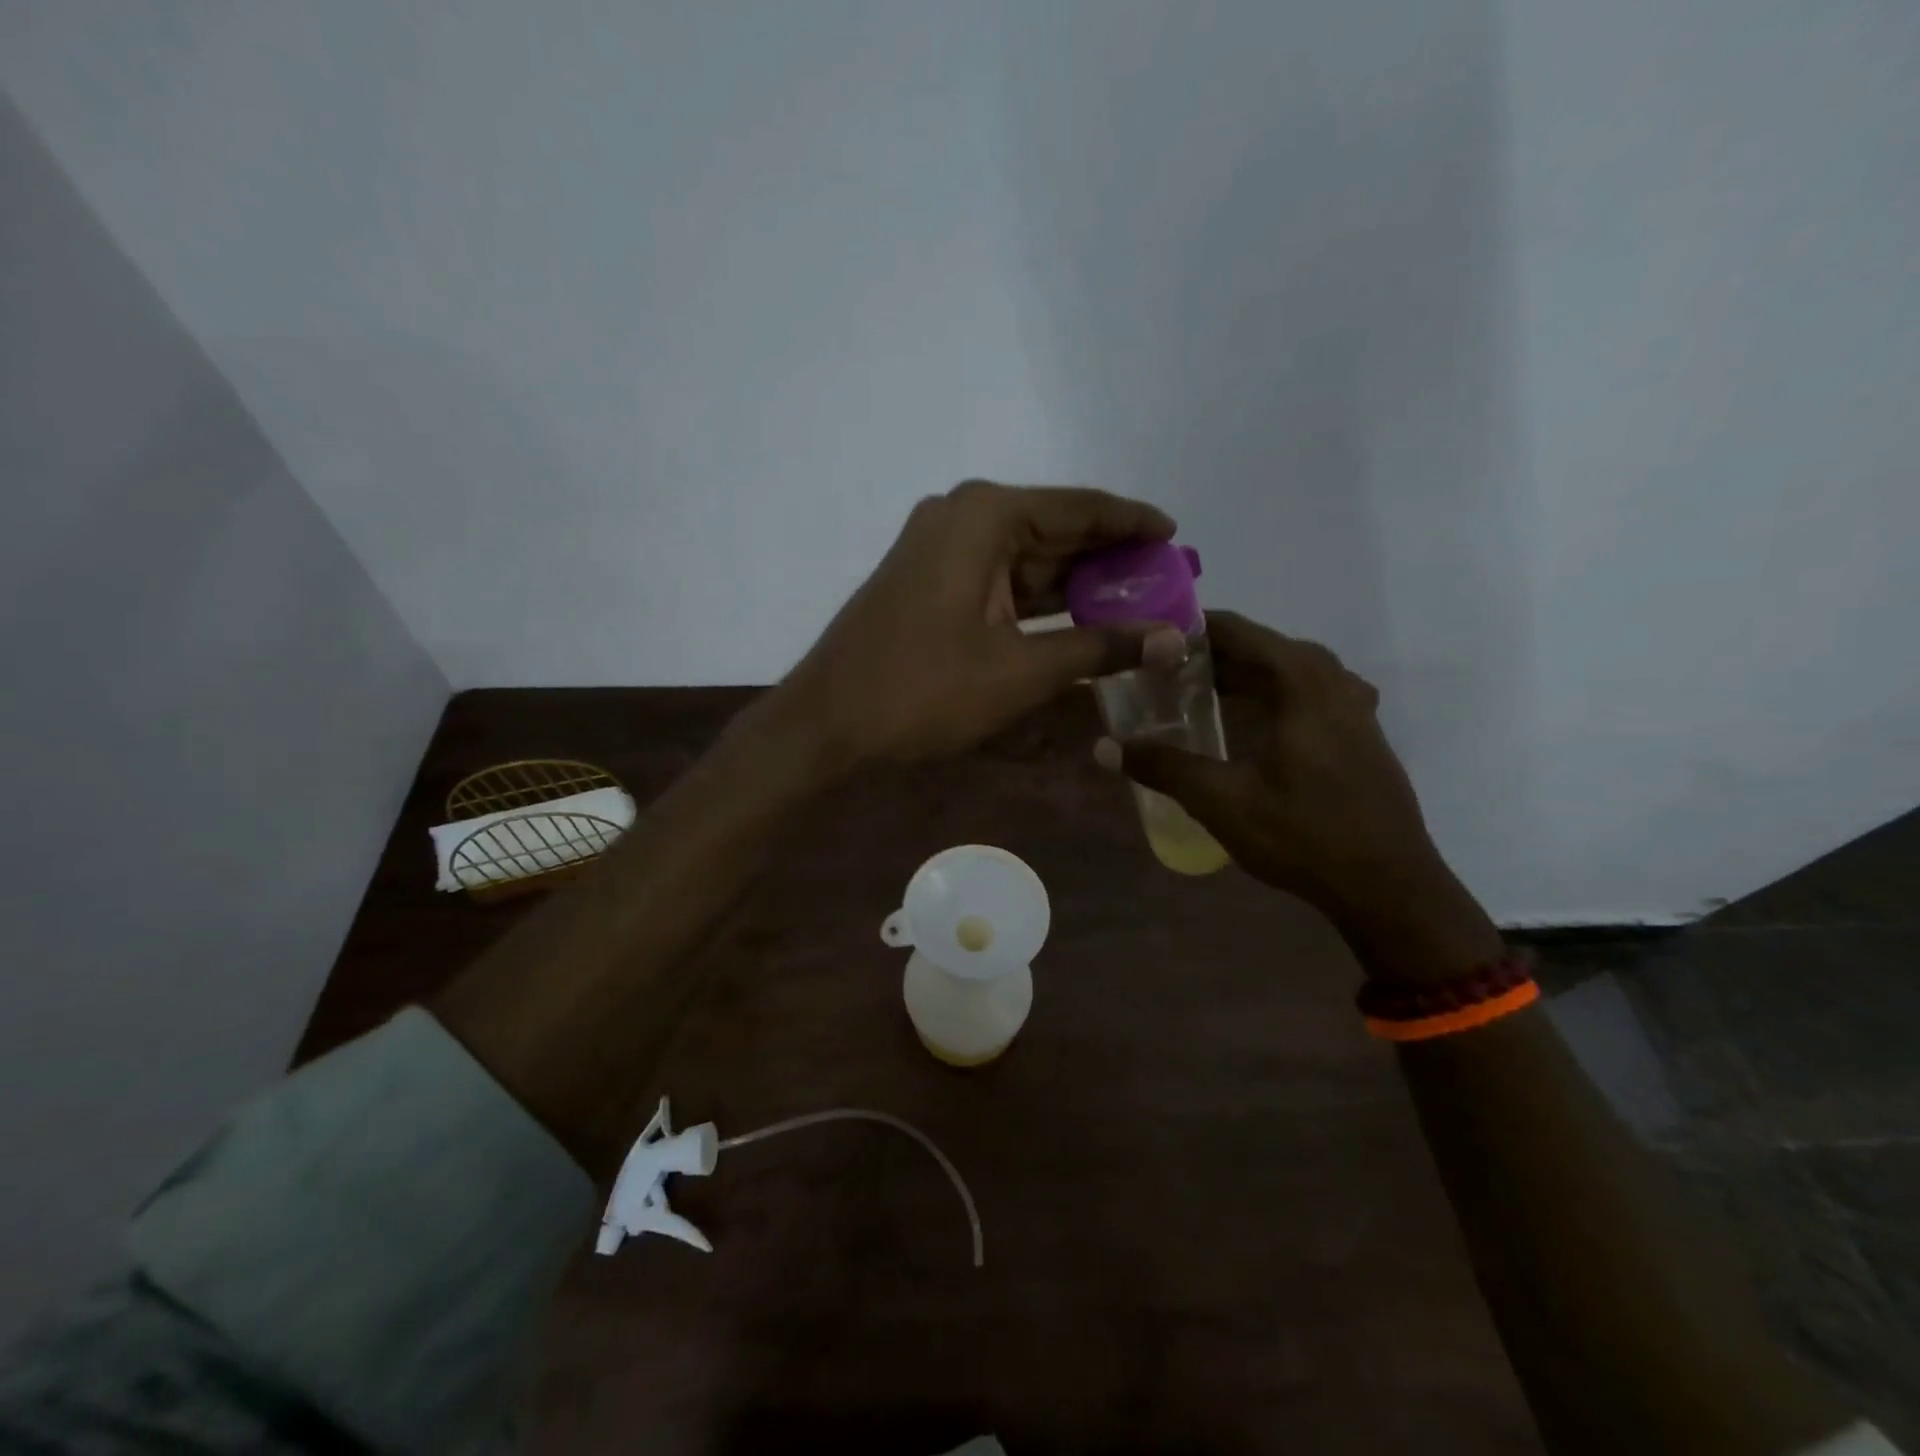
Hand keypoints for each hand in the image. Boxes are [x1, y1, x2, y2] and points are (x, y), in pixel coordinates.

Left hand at [780, 480, 1180, 764]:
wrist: (828, 722)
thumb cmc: (924, 690)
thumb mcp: (1022, 671)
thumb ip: (1101, 648)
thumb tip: (1174, 640)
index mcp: (986, 516)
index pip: (1080, 507)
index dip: (1133, 522)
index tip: (1177, 536)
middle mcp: (961, 517)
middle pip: (1054, 530)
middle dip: (1108, 560)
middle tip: (1165, 583)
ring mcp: (938, 550)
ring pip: (1025, 559)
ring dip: (1074, 584)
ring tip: (1135, 605)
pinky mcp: (928, 583)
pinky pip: (998, 581)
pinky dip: (1037, 602)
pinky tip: (1076, 622)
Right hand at [1101, 611, 1501, 981]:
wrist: (1390, 888)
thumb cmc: (1304, 836)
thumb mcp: (1222, 801)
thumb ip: (1164, 767)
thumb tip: (1106, 748)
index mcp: (1302, 682)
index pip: (1238, 631)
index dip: (1191, 630)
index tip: (1149, 641)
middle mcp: (1332, 680)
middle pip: (1262, 648)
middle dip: (1211, 655)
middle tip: (1161, 672)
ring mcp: (1353, 706)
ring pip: (1286, 671)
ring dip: (1242, 675)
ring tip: (1195, 692)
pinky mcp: (1360, 732)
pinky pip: (1306, 693)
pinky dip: (1269, 694)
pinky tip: (1247, 722)